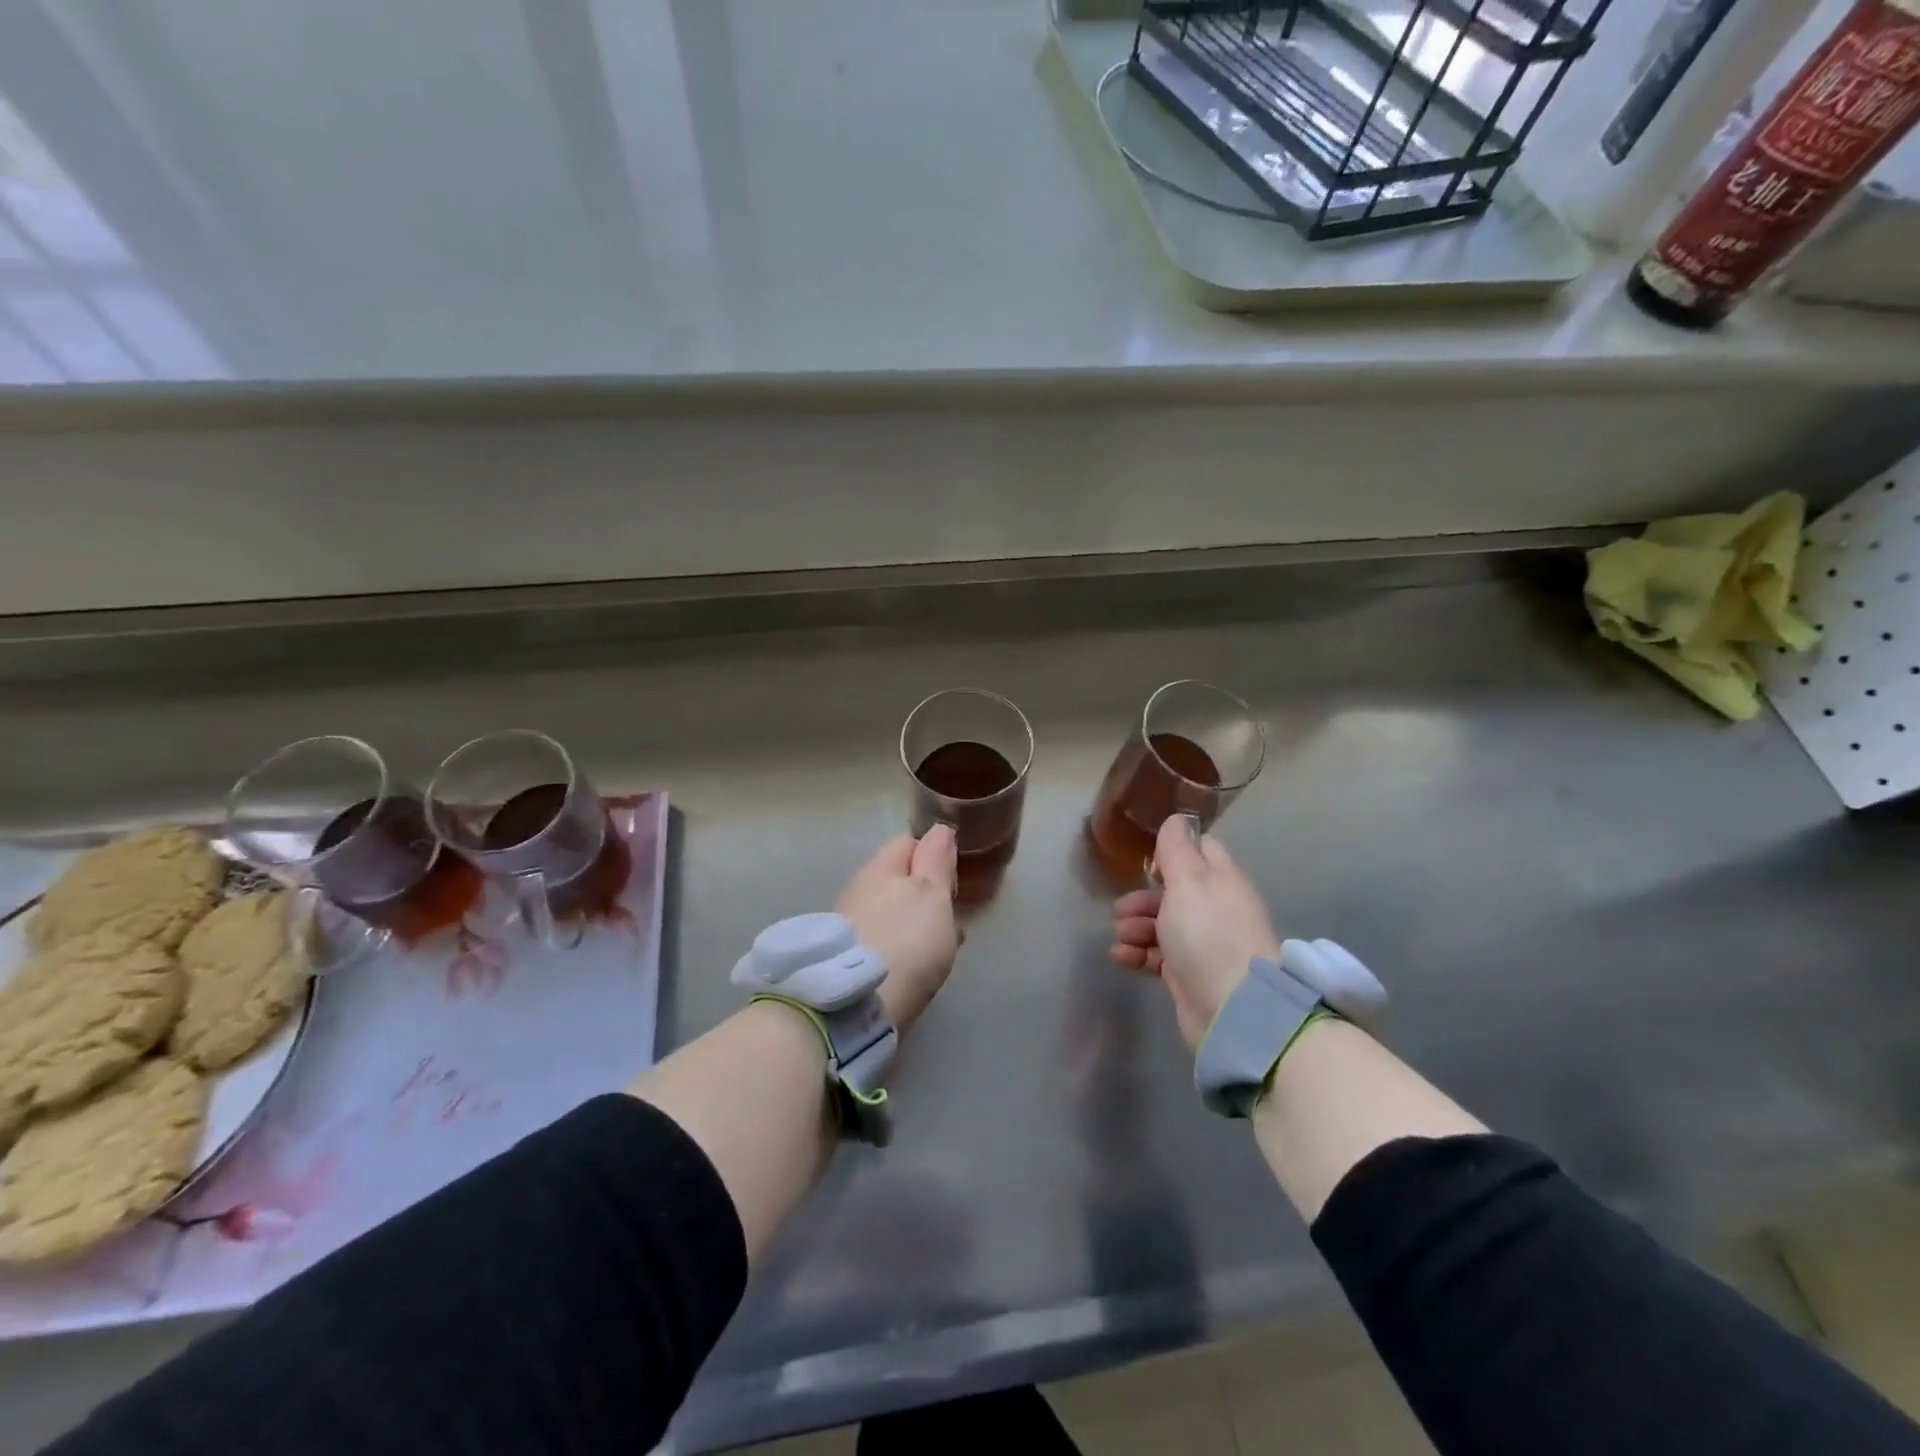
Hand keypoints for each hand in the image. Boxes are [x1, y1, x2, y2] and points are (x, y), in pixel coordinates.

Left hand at [837, 826, 959, 1033]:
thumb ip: (936, 860)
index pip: (907, 842)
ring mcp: (847, 923)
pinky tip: (910, 967)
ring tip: (934, 948)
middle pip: (896, 878)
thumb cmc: (905, 941)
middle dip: (922, 892)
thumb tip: (939, 829)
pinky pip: (879, 939)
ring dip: (910, 921)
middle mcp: (858, 889)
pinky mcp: (844, 956)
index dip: (933, 855)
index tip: (951, 884)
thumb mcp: (932, 895)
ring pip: (888, 910)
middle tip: (947, 919)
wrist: (855, 1005)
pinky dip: (897, 946)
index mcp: (880, 867)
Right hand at [1109, 816, 1282, 1051]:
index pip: (1199, 850)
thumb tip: (1177, 817)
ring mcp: (1203, 943)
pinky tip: (1120, 956)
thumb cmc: (1208, 935)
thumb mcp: (1188, 882)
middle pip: (1172, 891)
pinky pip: (1157, 955)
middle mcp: (1215, 908)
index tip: (1147, 861)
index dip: (1172, 850)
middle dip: (1142, 898)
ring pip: (1161, 924)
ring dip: (1135, 927)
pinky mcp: (1188, 974)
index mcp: (1221, 880)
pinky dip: (1137, 953)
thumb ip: (1177, 850)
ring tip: (1121, 937)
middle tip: (1121, 909)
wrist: (1233, 1010)